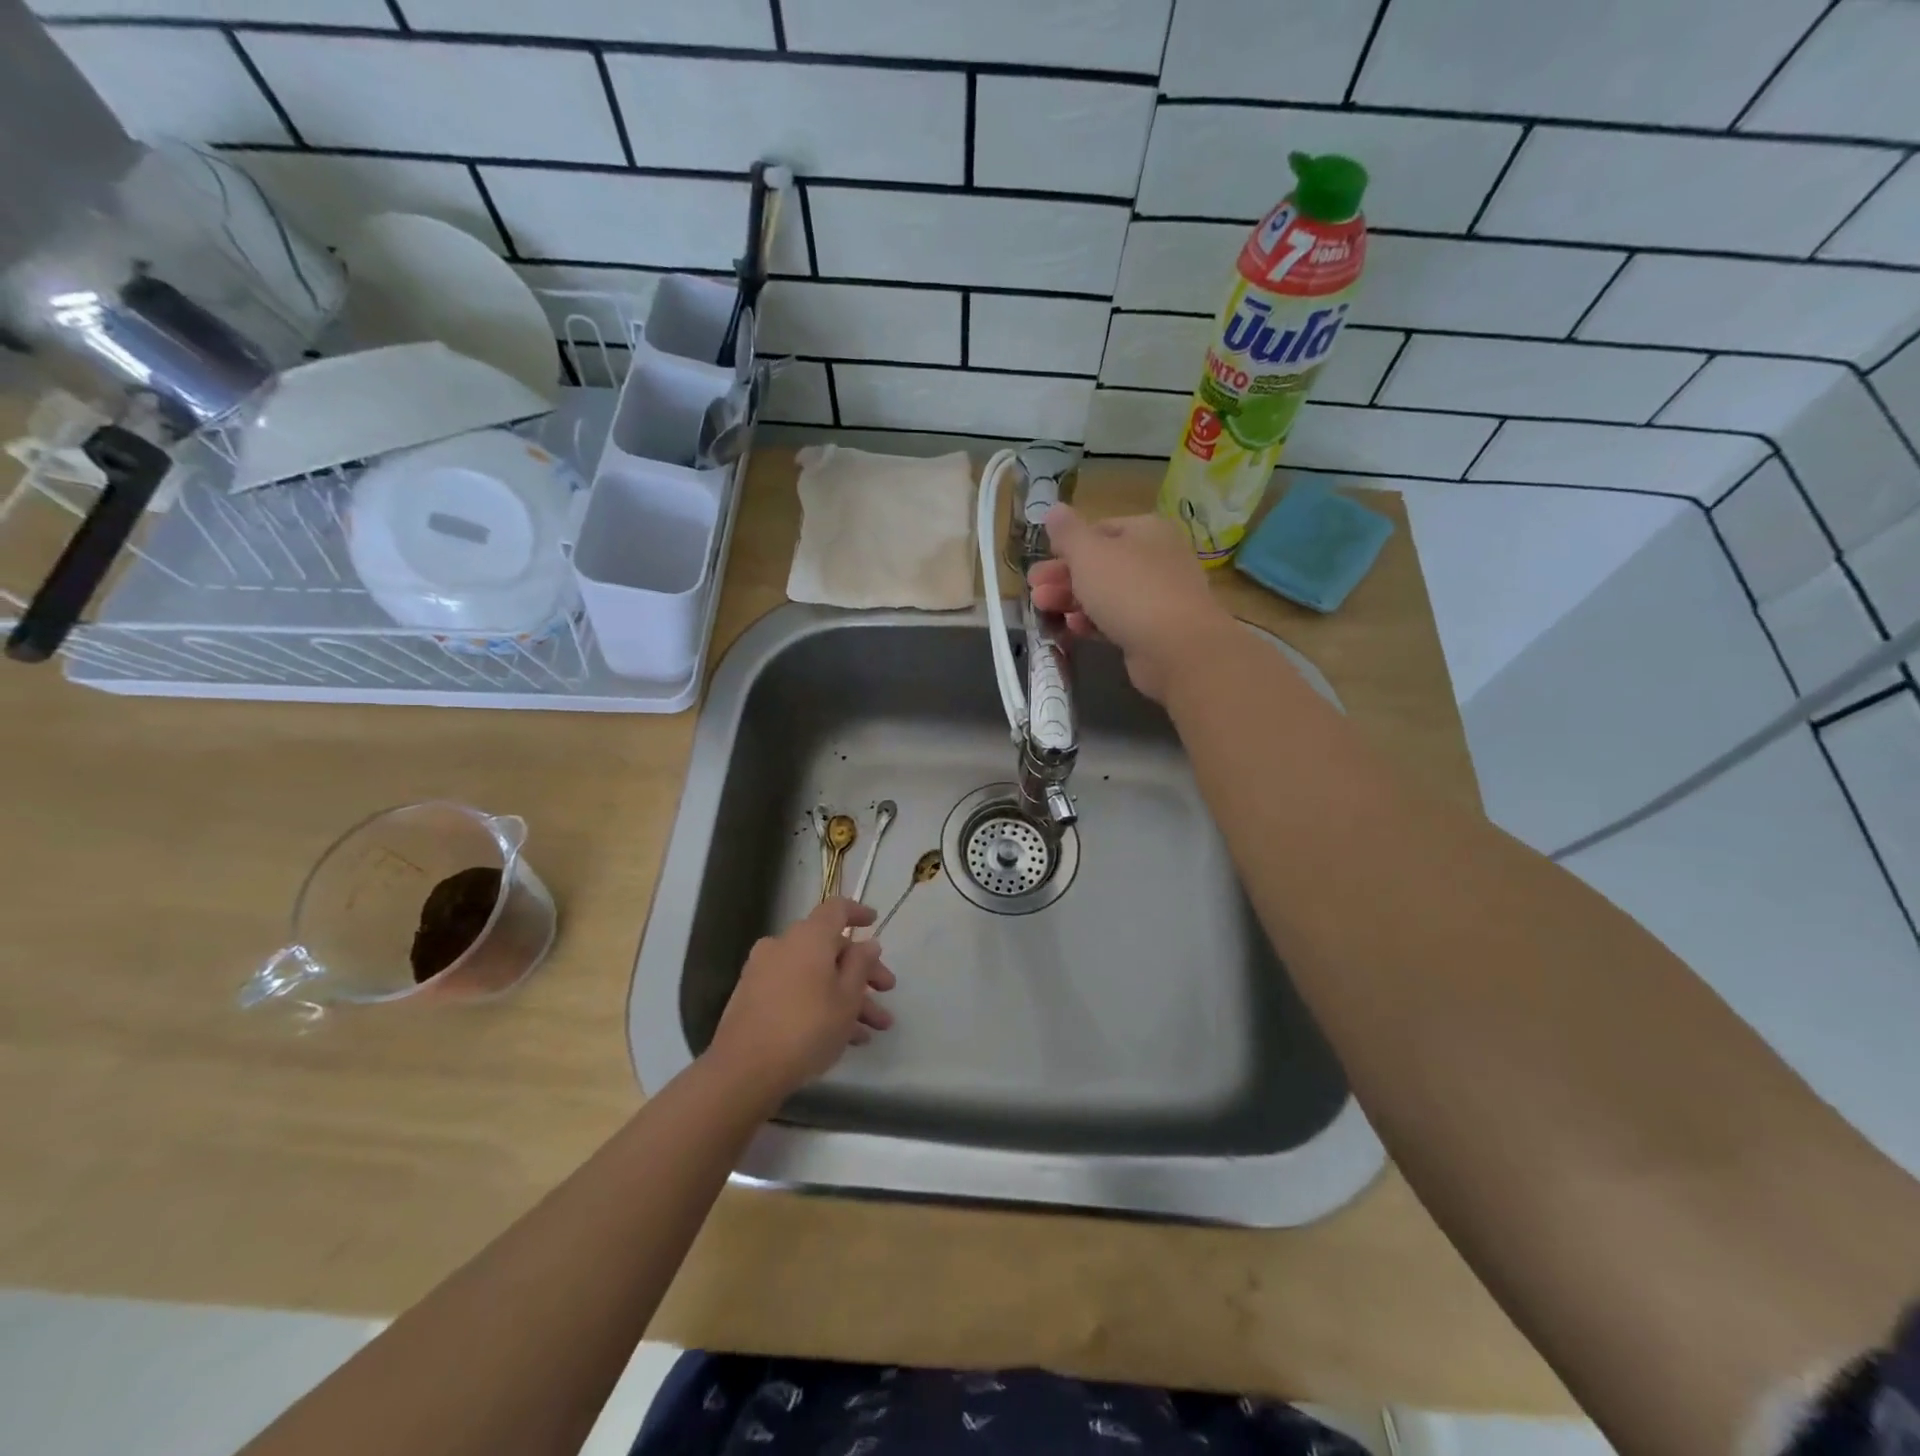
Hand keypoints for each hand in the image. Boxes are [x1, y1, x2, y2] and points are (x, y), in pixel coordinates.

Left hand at [707, 898, 896, 1097]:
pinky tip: (844, 1038)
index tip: (874, 922)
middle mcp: (784, 945)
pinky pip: (796, 990)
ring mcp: (764, 972)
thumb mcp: (847, 999)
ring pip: (815, 974)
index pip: (836, 908)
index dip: (858, 912)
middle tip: (886, 992)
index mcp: (809, 936)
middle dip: (861, 971)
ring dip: (845, 996)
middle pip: (829, 948)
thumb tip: (867, 943)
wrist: (744, 1070)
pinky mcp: (753, 998)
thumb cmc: (807, 1027)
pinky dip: (819, 1004)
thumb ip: (861, 965)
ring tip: (873, 1030)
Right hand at [1028, 505, 1235, 701]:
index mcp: (1146, 530)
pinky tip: (1073, 628)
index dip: (1067, 546)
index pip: (1100, 530)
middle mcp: (1157, 558)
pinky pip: (1118, 620)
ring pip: (1107, 594)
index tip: (1041, 561)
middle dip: (1064, 577)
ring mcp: (1159, 596)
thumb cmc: (1129, 589)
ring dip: (1072, 600)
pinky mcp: (1155, 630)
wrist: (1176, 647)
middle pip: (1101, 564)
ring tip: (1043, 609)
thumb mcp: (1089, 553)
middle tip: (1034, 591)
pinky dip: (1094, 622)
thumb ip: (1068, 532)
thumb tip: (1054, 509)